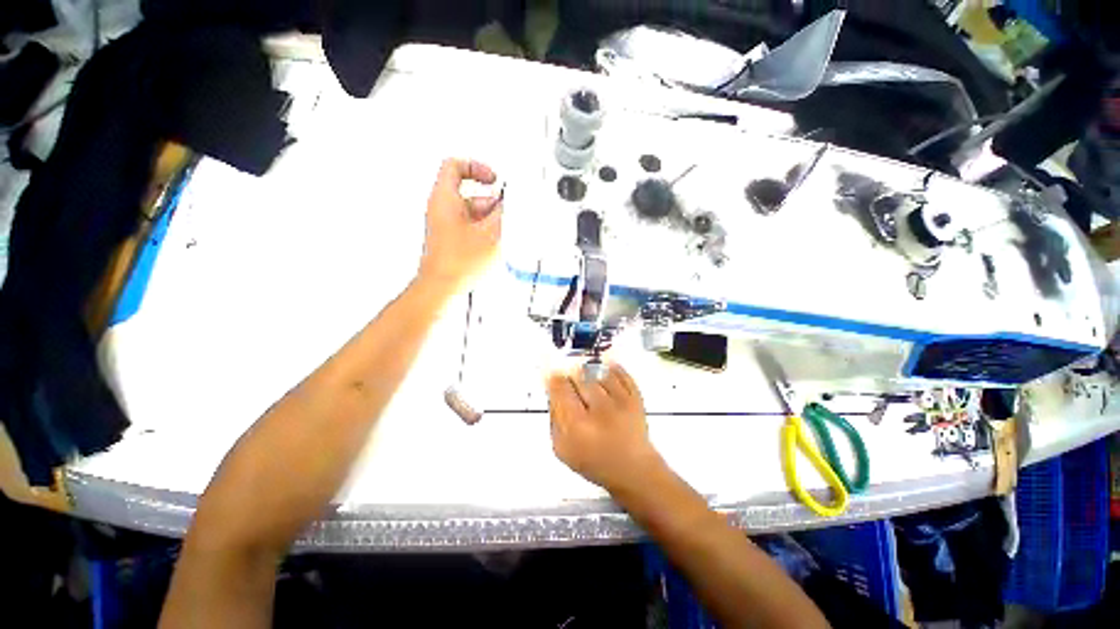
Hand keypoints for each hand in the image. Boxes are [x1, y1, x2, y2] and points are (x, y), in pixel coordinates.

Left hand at [418, 158, 502, 294]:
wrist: (443, 287)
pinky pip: (473, 228)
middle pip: (471, 193)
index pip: (455, 165)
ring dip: (492, 220)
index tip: (493, 179)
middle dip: (493, 203)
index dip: (477, 167)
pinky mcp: (454, 240)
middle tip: (506, 213)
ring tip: (502, 234)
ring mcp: (448, 226)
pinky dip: (486, 232)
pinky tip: (495, 245)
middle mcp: (443, 210)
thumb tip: (511, 200)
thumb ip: (504, 213)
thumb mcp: (490, 233)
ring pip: (474, 213)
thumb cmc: (457, 264)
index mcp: (445, 199)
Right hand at [546, 363, 664, 492]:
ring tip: (588, 380)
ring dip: (590, 372)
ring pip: (598, 372)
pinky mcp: (636, 397)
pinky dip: (610, 368)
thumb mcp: (562, 447)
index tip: (552, 375)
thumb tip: (552, 390)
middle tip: (569, 378)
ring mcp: (620, 402)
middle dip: (571, 374)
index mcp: (577, 426)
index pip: (560, 388)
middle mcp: (599, 410)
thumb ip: (554, 417)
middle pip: (579, 376)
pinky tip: (604, 373)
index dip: (554, 378)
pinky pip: (619, 372)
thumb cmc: (594, 461)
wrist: (633, 469)